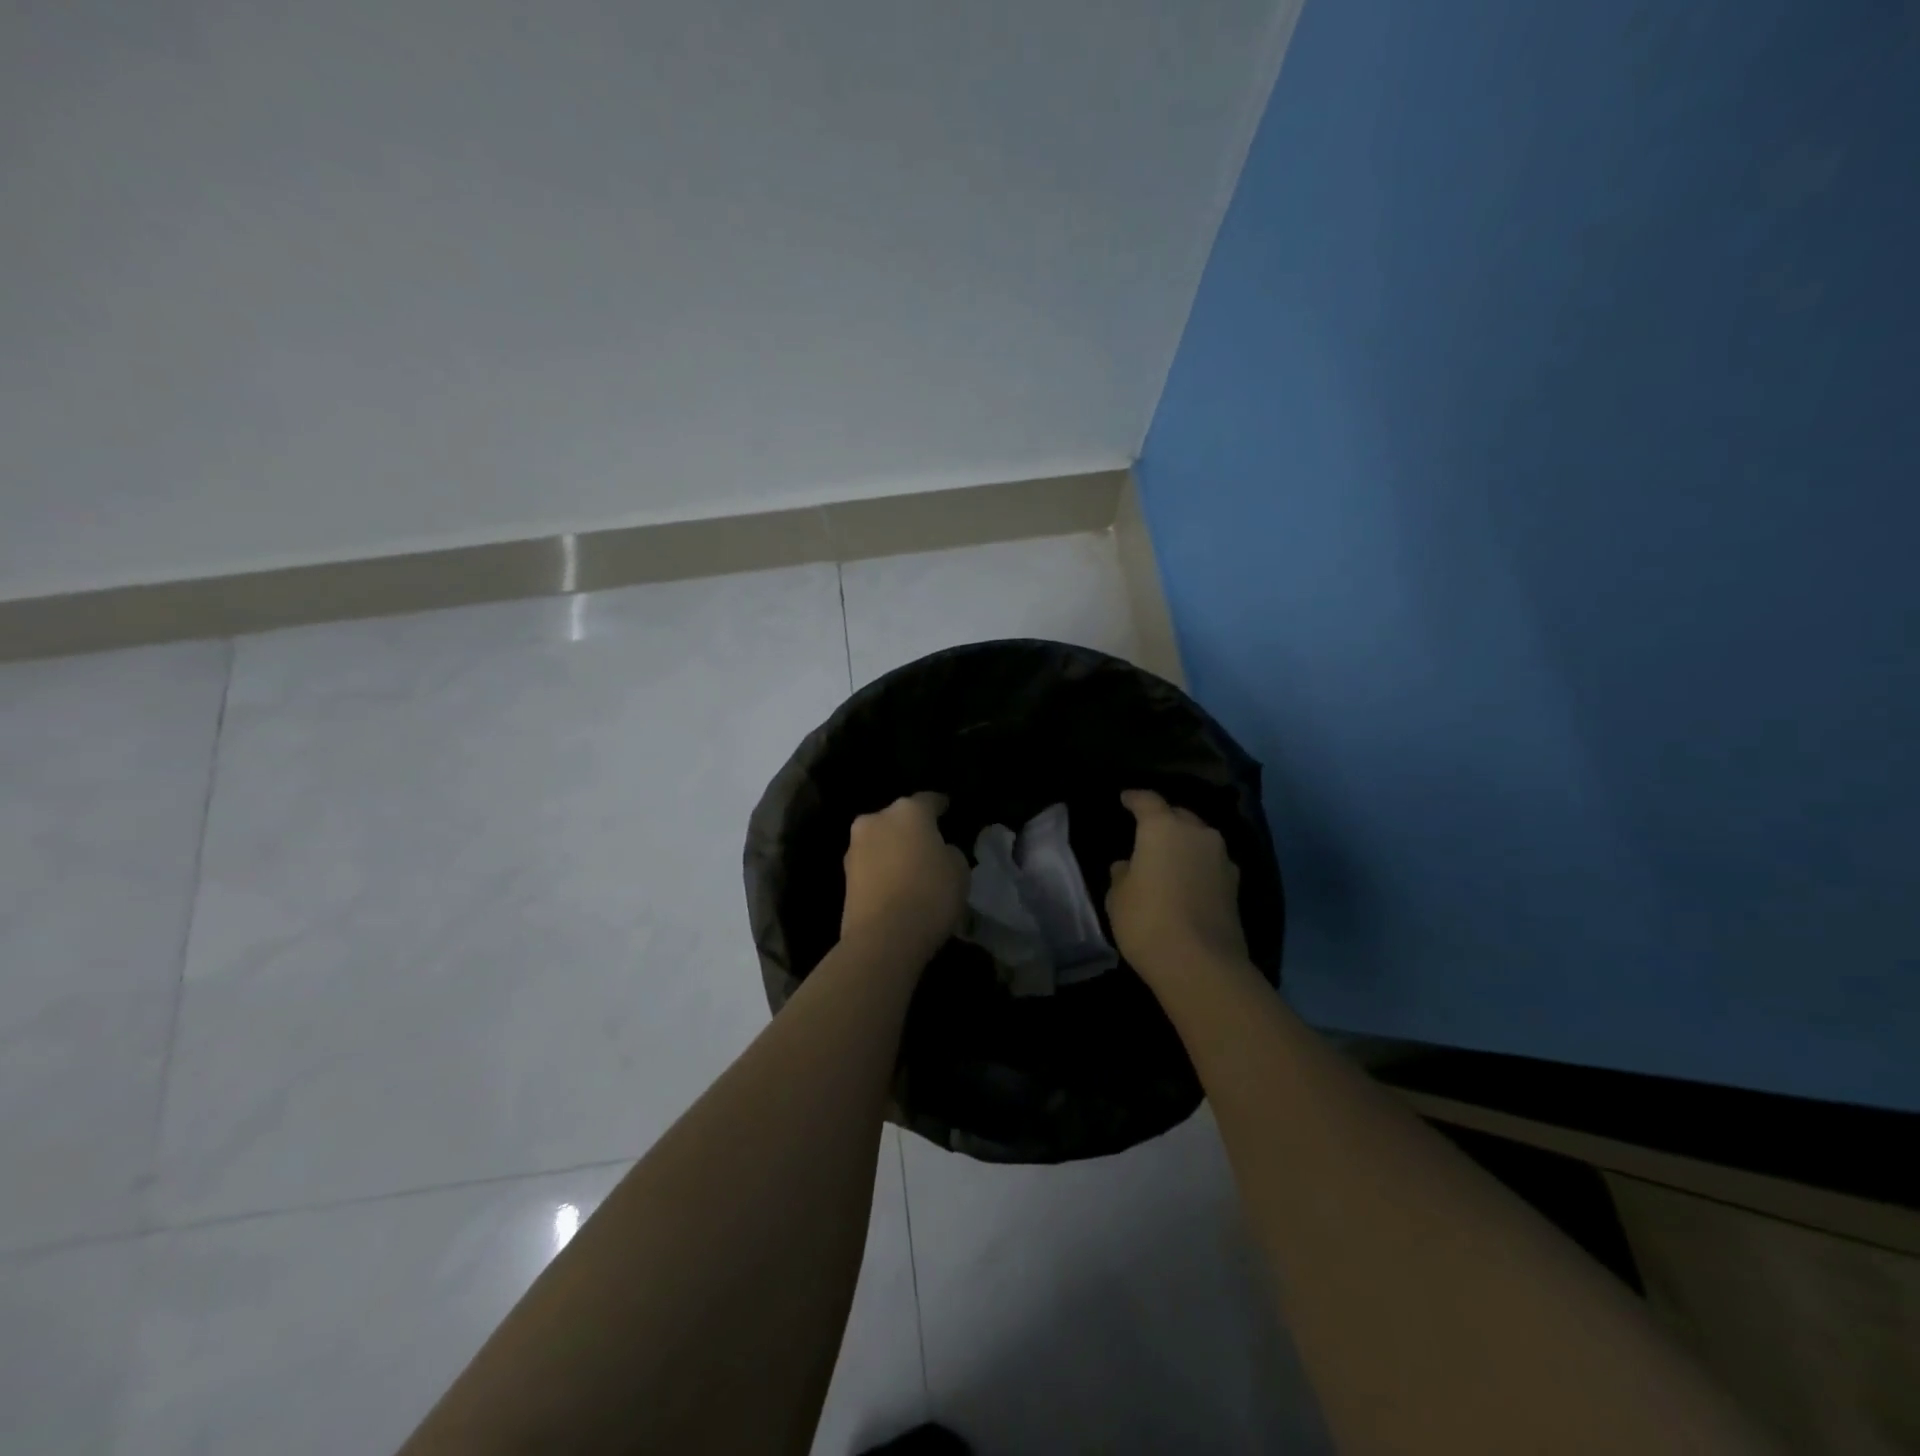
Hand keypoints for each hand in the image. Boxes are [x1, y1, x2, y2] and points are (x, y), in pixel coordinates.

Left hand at [841, 792, 969, 959]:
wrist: (883, 937)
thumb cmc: (930, 894)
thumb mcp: (959, 870)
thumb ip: (949, 852)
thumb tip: (937, 852)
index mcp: (908, 811)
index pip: (928, 800)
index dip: (940, 805)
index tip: (947, 809)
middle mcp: (876, 820)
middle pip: (898, 819)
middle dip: (911, 829)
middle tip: (928, 844)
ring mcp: (855, 847)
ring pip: (881, 841)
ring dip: (893, 849)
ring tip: (911, 868)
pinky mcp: (844, 876)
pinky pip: (871, 865)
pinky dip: (883, 870)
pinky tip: (896, 885)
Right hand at [1107, 789, 1248, 988]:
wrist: (1202, 964)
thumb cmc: (1148, 921)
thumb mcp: (1118, 898)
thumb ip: (1122, 874)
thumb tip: (1128, 866)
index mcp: (1163, 828)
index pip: (1147, 801)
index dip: (1135, 798)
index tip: (1125, 798)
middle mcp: (1197, 833)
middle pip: (1179, 816)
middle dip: (1163, 819)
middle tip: (1146, 831)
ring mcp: (1221, 859)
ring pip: (1199, 839)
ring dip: (1184, 843)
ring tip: (1167, 857)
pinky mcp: (1235, 885)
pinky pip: (1210, 863)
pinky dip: (1198, 866)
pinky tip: (1186, 881)